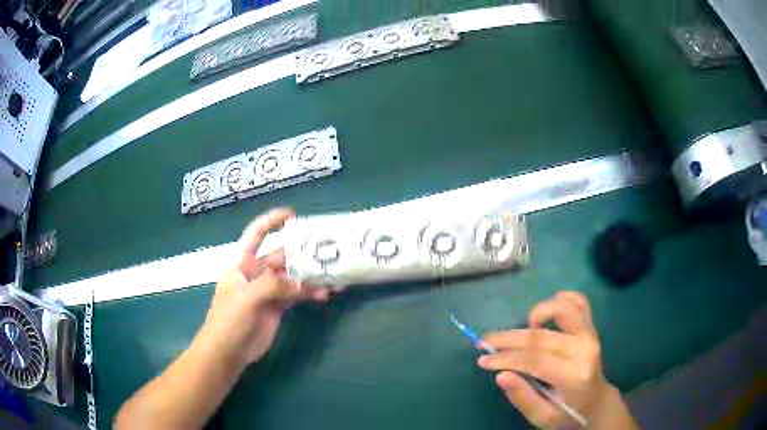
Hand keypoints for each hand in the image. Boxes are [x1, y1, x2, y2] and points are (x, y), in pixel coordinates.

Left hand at [198, 208, 328, 367]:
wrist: (228, 351)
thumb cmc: (229, 319)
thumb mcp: (247, 297)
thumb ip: (273, 285)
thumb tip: (302, 285)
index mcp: (242, 262)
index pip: (256, 234)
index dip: (272, 221)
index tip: (293, 216)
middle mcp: (256, 272)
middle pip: (280, 255)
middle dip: (301, 253)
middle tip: (326, 252)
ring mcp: (268, 290)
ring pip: (292, 276)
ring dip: (310, 275)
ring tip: (331, 276)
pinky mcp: (278, 306)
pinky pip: (296, 294)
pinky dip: (310, 293)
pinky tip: (324, 294)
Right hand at [477, 291, 634, 428]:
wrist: (597, 403)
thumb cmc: (568, 414)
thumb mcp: (542, 417)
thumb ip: (523, 398)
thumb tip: (500, 375)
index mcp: (573, 375)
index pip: (534, 359)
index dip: (505, 357)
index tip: (482, 359)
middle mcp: (584, 349)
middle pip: (541, 336)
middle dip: (508, 338)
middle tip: (485, 342)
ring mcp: (590, 334)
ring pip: (563, 308)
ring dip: (537, 312)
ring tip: (522, 328)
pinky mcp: (592, 327)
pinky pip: (580, 302)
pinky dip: (561, 299)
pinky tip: (545, 313)